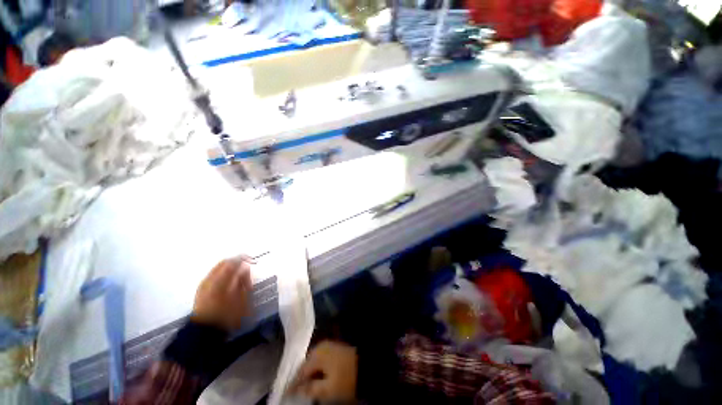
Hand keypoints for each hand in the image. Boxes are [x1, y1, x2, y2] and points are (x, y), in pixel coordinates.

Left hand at [191, 256, 253, 331]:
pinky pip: (213, 275)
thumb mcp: (241, 299)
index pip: (232, 262)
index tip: (252, 261)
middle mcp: (210, 279)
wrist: (205, 331)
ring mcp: (204, 284)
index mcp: (220, 280)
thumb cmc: (226, 315)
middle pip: (223, 263)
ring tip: (239, 274)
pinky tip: (229, 281)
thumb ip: (243, 281)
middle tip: (246, 266)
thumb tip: (245, 268)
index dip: (243, 259)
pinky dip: (222, 274)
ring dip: (229, 268)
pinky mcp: (201, 290)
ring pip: (217, 268)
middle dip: (235, 262)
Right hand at [290, 341, 357, 402]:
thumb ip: (311, 389)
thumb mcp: (328, 389)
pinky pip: (320, 359)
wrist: (365, 366)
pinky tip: (316, 377)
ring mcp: (328, 346)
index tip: (285, 394)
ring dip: (308, 373)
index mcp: (317, 355)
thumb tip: (299, 389)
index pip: (300, 371)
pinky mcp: (334, 349)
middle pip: (306, 364)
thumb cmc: (346, 378)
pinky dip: (316, 368)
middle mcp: (321, 347)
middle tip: (294, 389)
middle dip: (300, 377)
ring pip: (313, 361)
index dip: (292, 384)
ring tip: (304, 385)